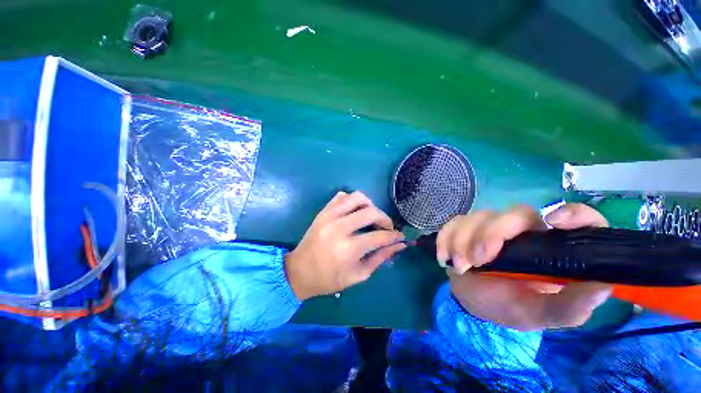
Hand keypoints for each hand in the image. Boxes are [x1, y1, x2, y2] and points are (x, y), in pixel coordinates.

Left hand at [285, 191, 405, 299]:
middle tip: (387, 227)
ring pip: (357, 197)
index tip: (400, 236)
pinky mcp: (323, 212)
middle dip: (385, 219)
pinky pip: (342, 196)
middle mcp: (339, 228)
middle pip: (370, 212)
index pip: (379, 236)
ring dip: (370, 205)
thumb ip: (380, 258)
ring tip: (372, 217)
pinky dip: (352, 200)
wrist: (298, 271)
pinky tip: (355, 211)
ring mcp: (329, 216)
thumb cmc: (329, 279)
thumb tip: (399, 245)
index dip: (394, 236)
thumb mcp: (358, 275)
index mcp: (348, 249)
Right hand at [437, 203, 612, 330]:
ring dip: (463, 241)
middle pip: (513, 214)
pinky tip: (444, 258)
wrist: (474, 302)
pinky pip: (452, 223)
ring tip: (460, 267)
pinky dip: (445, 239)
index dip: (573, 214)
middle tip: (478, 261)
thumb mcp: (540, 314)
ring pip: (477, 217)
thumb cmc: (510, 307)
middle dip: (491, 235)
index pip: (576, 219)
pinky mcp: (464, 228)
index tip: (555, 222)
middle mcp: (523, 231)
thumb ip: (569, 306)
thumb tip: (603, 285)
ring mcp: (490, 226)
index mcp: (551, 247)